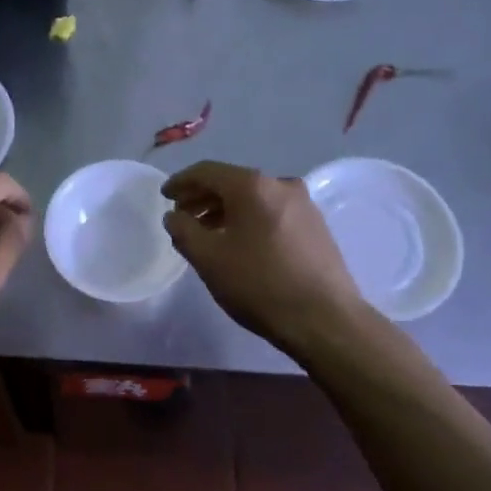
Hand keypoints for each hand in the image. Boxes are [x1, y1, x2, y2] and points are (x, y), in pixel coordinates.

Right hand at [162, 161, 368, 355]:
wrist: (326, 320)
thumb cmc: (260, 285)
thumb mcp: (209, 259)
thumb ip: (183, 231)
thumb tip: (174, 216)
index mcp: (253, 185)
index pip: (207, 171)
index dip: (181, 182)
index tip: (164, 196)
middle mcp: (281, 184)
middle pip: (232, 182)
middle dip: (203, 197)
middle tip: (181, 216)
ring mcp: (304, 205)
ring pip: (254, 199)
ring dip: (225, 210)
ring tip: (206, 232)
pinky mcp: (316, 226)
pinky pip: (272, 212)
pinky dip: (249, 220)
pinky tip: (239, 243)